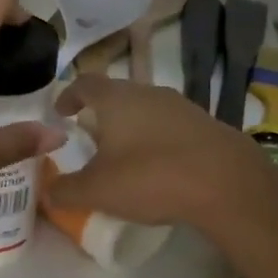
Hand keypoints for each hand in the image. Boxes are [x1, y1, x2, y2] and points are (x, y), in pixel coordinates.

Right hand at [44, 74, 258, 231]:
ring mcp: (182, 107)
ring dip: (131, 128)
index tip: (60, 113)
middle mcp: (149, 93)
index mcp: (116, 99)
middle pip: (117, 95)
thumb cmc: (151, 177)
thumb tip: (47, 193)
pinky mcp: (207, 126)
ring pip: (146, 110)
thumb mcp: (97, 191)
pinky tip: (160, 169)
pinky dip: (157, 142)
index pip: (84, 84)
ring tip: (124, 157)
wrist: (229, 185)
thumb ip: (65, 191)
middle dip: (100, 115)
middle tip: (89, 139)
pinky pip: (171, 128)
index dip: (68, 96)